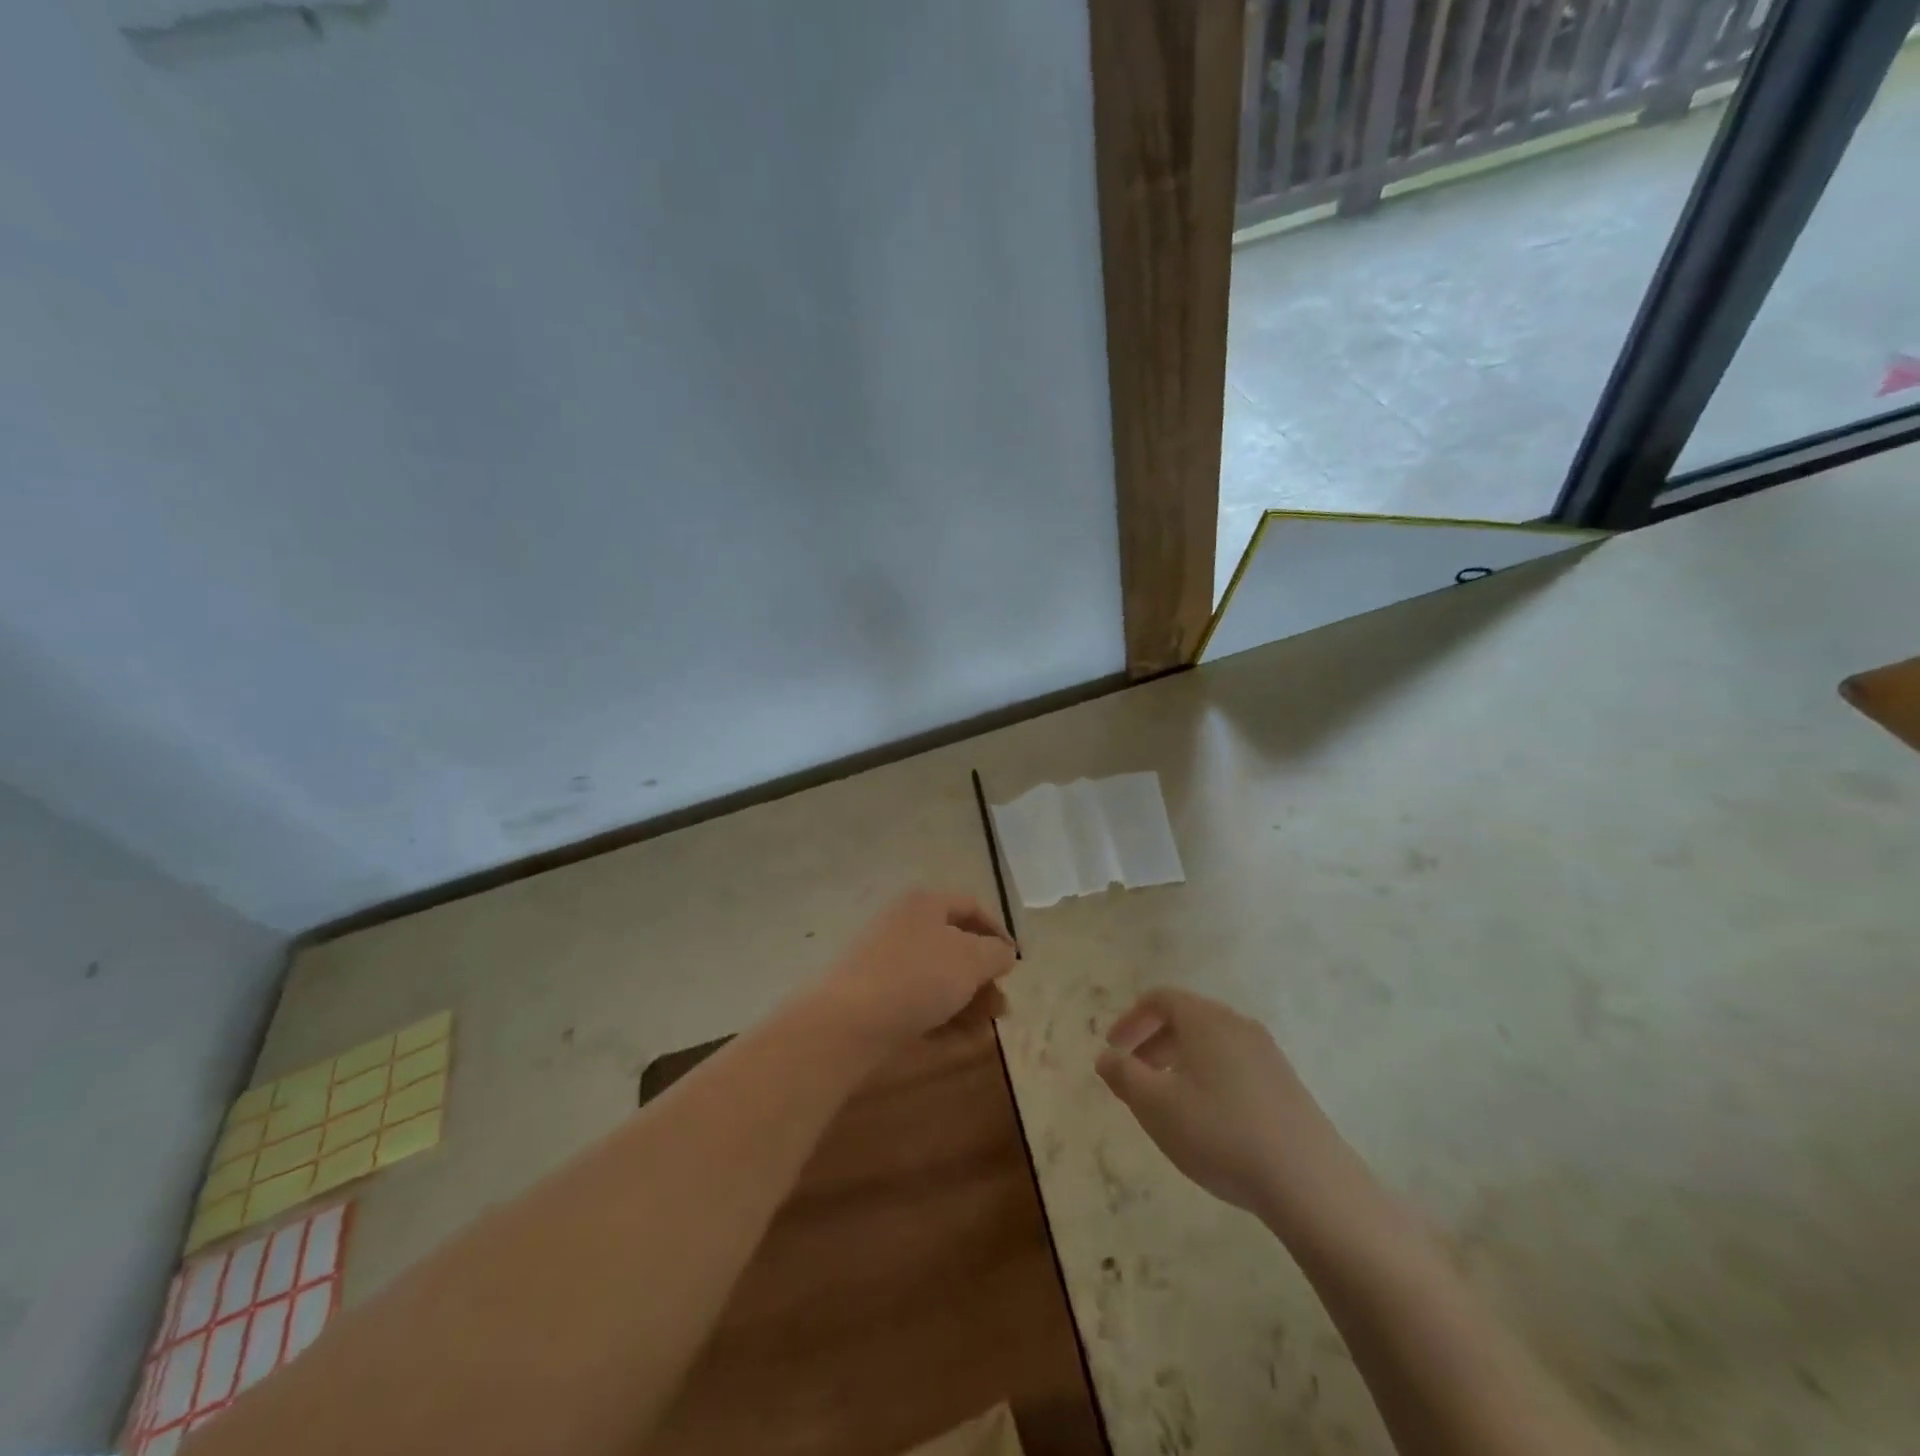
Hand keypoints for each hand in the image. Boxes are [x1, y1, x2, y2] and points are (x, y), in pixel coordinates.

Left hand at [815, 890, 1015, 1048]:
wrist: (850, 1022)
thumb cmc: (918, 977)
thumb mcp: (971, 960)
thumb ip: (995, 953)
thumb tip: (1003, 953)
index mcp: (924, 904)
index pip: (970, 907)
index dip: (998, 931)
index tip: (1016, 961)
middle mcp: (904, 925)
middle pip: (954, 945)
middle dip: (983, 976)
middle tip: (1002, 1003)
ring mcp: (886, 961)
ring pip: (938, 976)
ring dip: (968, 1000)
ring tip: (988, 1026)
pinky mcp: (876, 996)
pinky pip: (919, 1000)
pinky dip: (943, 1016)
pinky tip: (963, 1039)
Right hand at [1097, 988, 1369, 1230]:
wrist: (1309, 1182)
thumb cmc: (1220, 1132)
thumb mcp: (1156, 1106)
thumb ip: (1124, 1076)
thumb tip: (1106, 1057)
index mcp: (1205, 1019)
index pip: (1159, 999)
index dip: (1130, 1020)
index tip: (1112, 1050)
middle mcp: (1236, 1025)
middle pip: (1185, 1019)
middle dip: (1151, 1043)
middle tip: (1132, 1077)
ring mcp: (1266, 1054)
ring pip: (1209, 1044)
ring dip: (1178, 1062)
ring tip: (1164, 1101)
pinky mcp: (1284, 1084)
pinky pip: (1232, 1065)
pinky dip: (1206, 1077)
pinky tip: (1206, 1119)